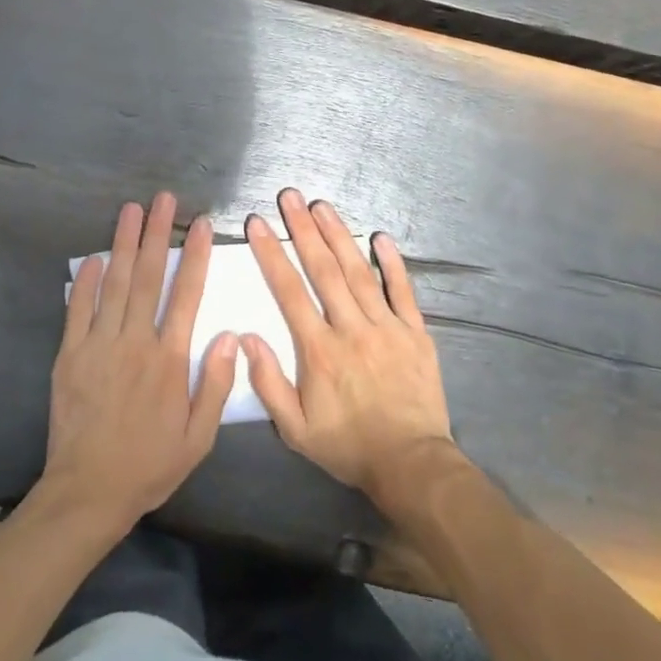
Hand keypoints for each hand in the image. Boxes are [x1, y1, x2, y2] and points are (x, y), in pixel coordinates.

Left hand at [41, 192, 238, 531]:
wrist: (88, 491)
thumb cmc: (150, 464)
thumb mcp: (198, 437)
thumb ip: (214, 384)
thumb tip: (228, 335)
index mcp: (169, 359)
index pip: (186, 294)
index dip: (195, 255)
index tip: (200, 224)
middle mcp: (135, 341)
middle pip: (148, 276)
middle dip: (156, 233)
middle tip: (162, 199)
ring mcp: (98, 345)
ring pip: (114, 284)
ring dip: (123, 243)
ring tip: (130, 210)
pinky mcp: (70, 355)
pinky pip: (78, 309)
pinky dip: (86, 281)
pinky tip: (93, 257)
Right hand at [242, 189, 453, 503]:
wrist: (411, 463)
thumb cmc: (348, 445)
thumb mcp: (296, 429)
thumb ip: (268, 382)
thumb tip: (244, 337)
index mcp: (318, 349)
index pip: (289, 291)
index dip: (271, 253)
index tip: (258, 223)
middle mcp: (350, 328)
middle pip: (323, 269)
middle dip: (303, 229)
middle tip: (290, 196)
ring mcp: (386, 326)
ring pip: (358, 271)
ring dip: (339, 235)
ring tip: (322, 205)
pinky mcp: (415, 332)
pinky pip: (403, 290)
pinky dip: (392, 262)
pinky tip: (380, 236)